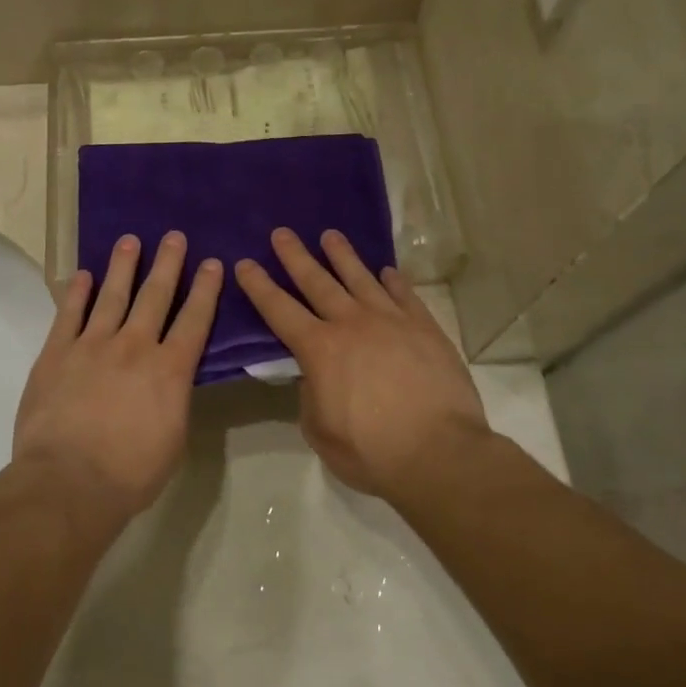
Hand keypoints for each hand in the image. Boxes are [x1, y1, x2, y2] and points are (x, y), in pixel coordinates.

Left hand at [15, 232, 222, 514]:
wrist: (67, 482)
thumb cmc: (129, 473)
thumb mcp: (173, 440)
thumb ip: (175, 400)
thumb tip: (173, 379)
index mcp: (169, 370)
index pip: (194, 320)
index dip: (205, 290)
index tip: (212, 263)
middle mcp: (134, 346)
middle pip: (155, 296)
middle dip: (167, 263)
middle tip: (174, 236)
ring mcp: (92, 345)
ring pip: (112, 295)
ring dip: (122, 266)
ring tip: (129, 241)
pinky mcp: (57, 353)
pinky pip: (69, 314)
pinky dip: (77, 292)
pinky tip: (83, 275)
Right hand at [235, 228, 488, 498]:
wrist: (440, 453)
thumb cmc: (372, 451)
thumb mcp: (320, 431)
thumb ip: (311, 396)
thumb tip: (315, 376)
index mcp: (319, 349)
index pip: (279, 310)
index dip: (259, 286)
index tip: (245, 263)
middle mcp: (351, 324)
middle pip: (317, 281)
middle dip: (295, 256)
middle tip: (282, 233)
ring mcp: (391, 321)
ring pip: (361, 278)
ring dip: (342, 256)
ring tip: (330, 236)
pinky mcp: (424, 328)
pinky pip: (404, 295)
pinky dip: (393, 281)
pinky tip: (387, 271)